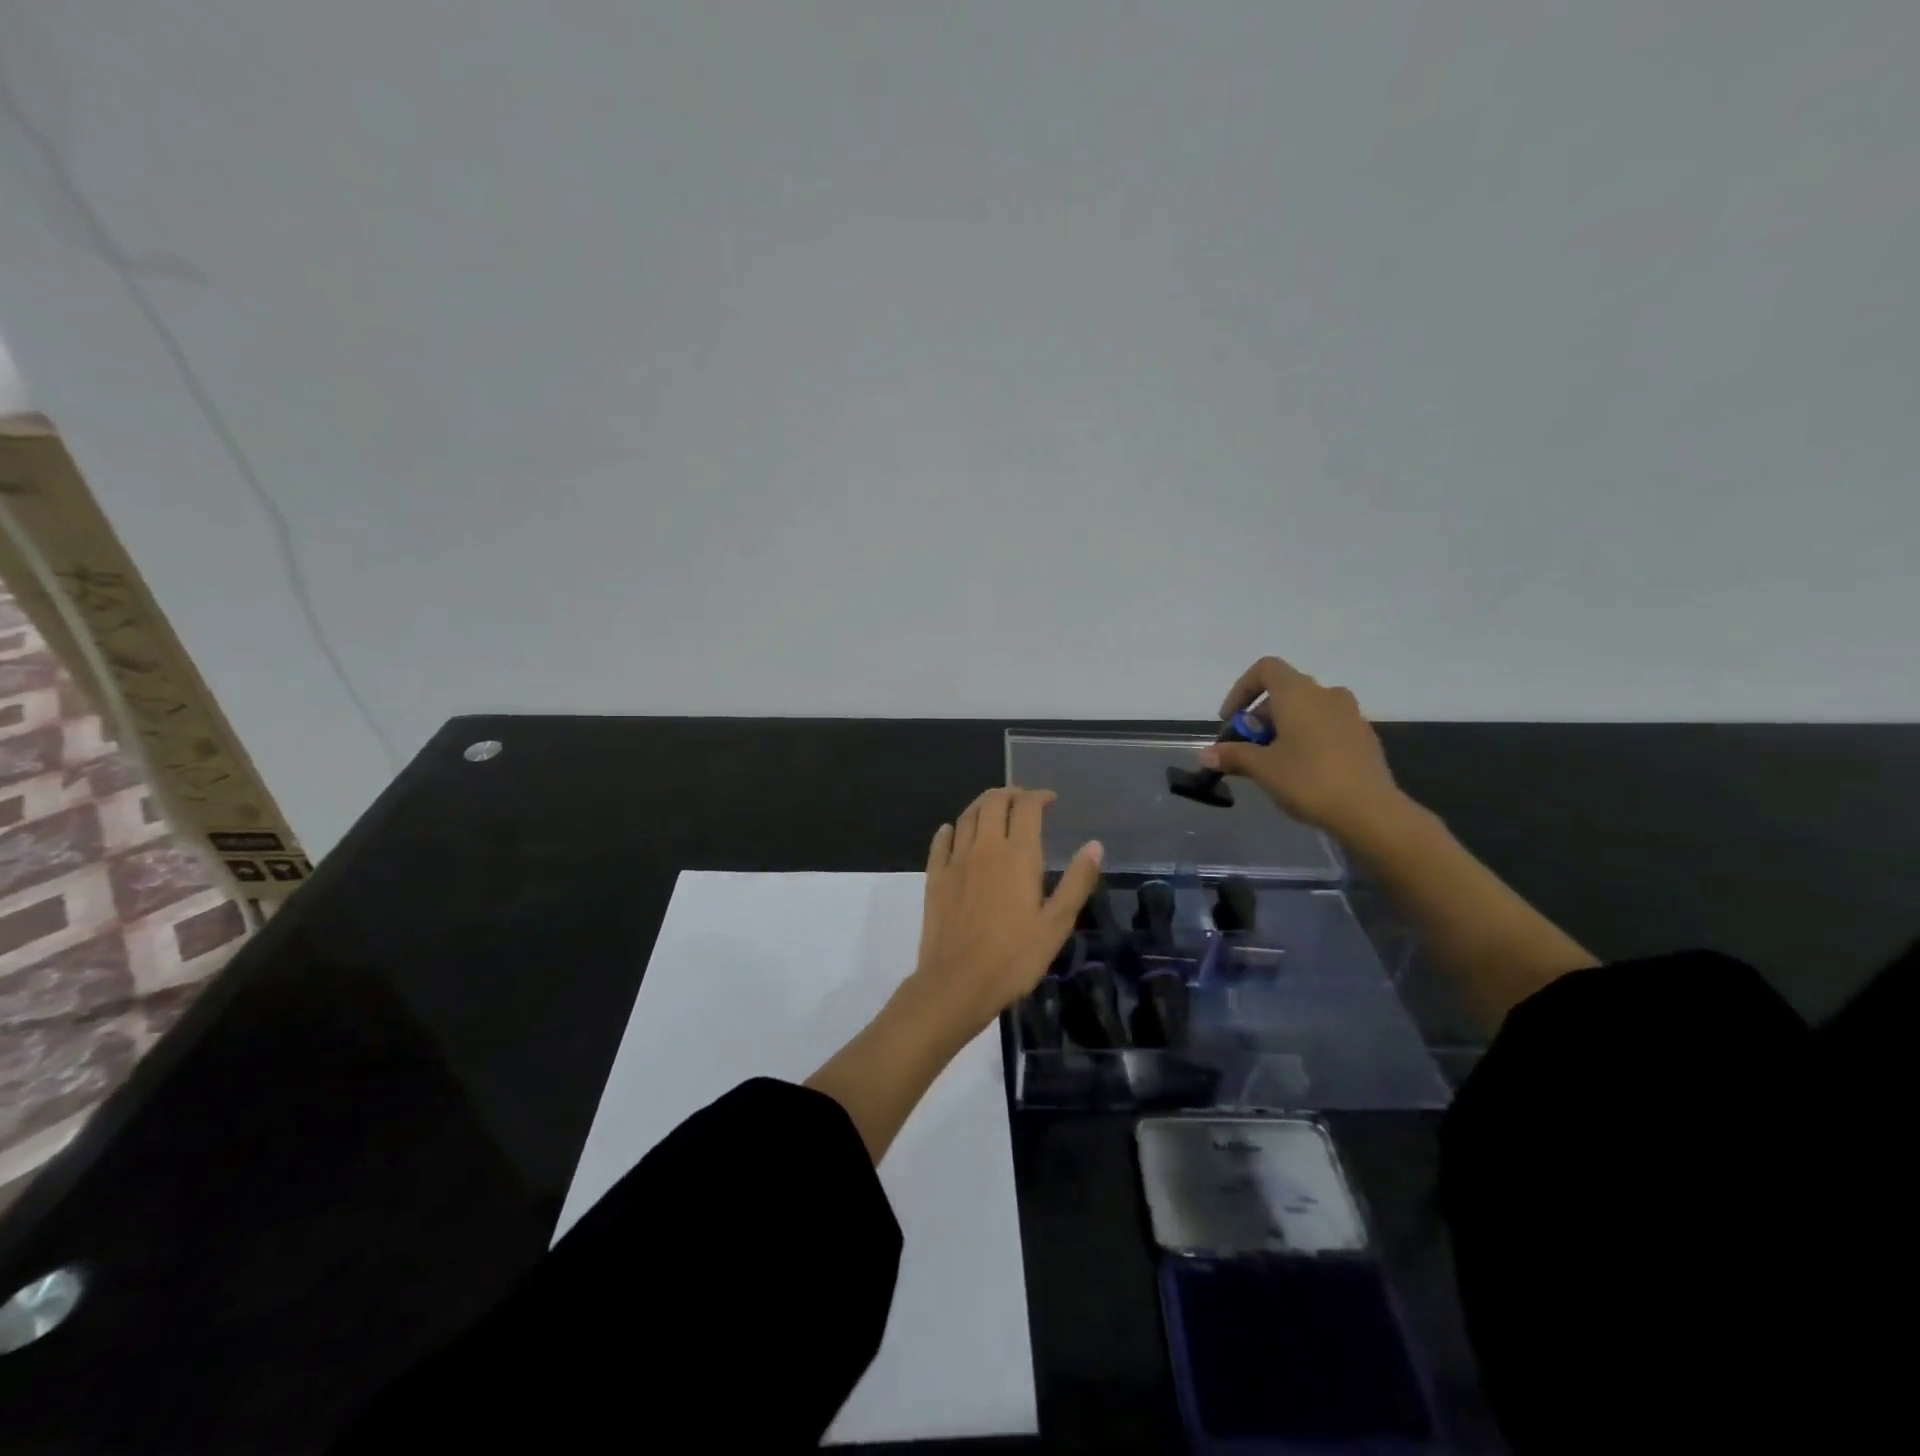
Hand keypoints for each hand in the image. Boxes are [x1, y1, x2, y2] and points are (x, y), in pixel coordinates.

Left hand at [910, 787, 1102, 1040]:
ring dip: (983, 805)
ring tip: (995, 808)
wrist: (957, 982)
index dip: (1040, 796)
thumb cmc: (1014, 957)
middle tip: (1024, 799)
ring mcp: (955, 861)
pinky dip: (950, 830)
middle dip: (1011, 793)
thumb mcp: (1056, 924)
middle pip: (993, 802)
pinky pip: (940, 842)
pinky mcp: (935, 878)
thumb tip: (1094, 845)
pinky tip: (952, 831)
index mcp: (1018, 855)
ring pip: (967, 816)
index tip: (1050, 801)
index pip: (1027, 807)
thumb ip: (1076, 882)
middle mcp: (985, 848)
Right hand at [1200, 656, 1400, 837]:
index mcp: (1298, 694)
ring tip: (1274, 761)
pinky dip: (1308, 738)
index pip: (1266, 669)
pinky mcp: (1365, 737)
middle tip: (1248, 749)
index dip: (1242, 689)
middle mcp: (1327, 694)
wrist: (1370, 811)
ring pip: (1308, 710)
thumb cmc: (1308, 779)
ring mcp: (1351, 715)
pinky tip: (1303, 771)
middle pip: (1285, 692)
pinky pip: (1328, 727)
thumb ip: (1233, 755)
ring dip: (1285, 728)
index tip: (1231, 720)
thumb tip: (1205, 754)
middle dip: (1260, 717)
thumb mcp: (1262, 768)